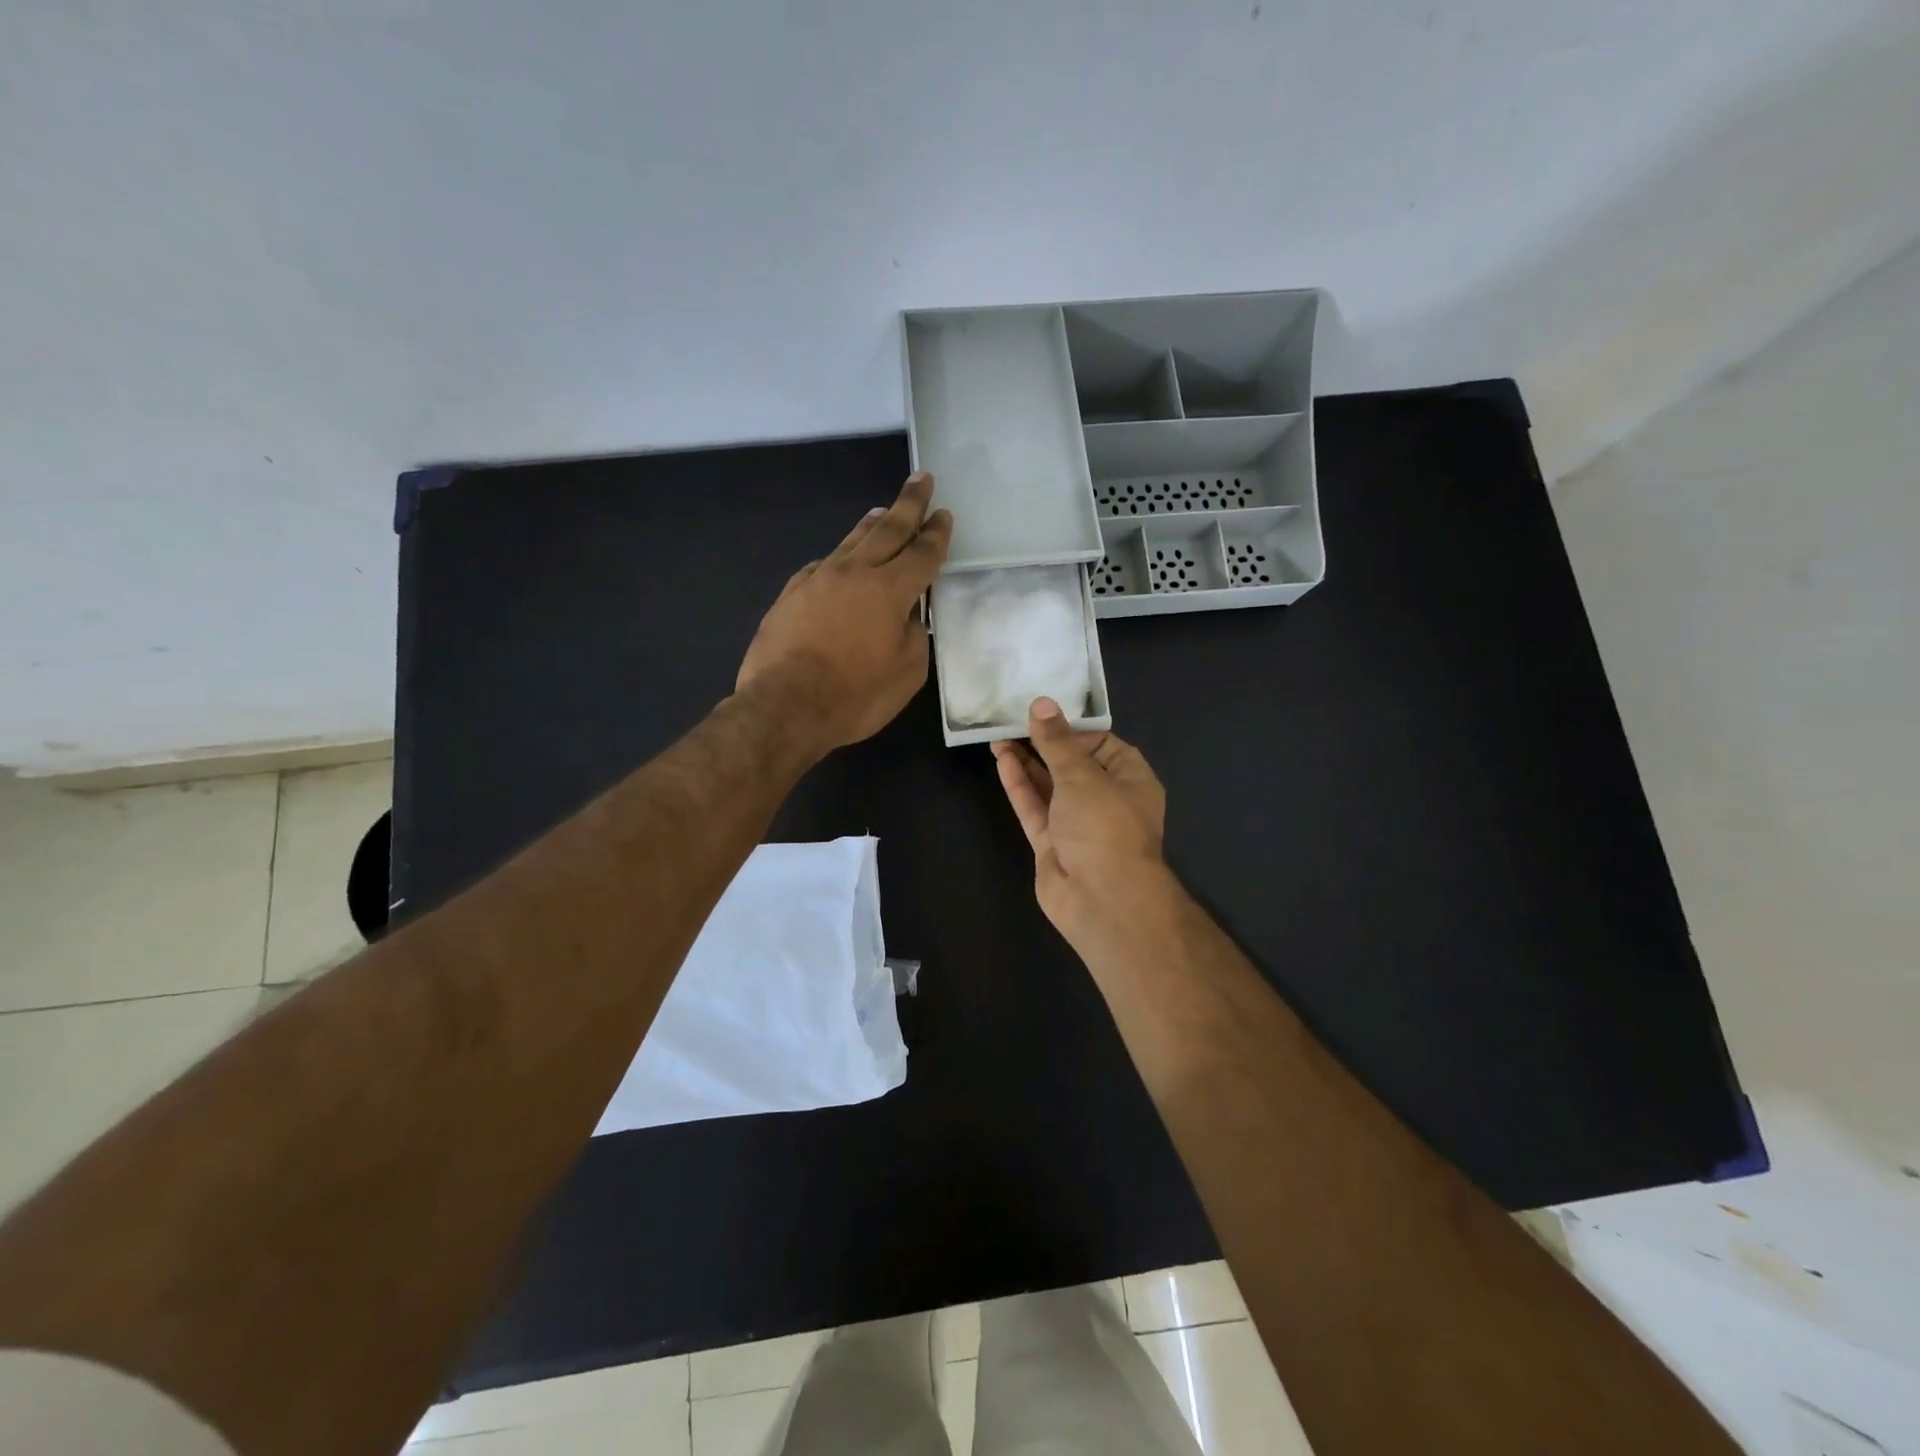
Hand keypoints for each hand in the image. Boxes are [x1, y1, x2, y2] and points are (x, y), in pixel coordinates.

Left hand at [737, 472, 952, 753]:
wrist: (784, 706)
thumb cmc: (855, 696)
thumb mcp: (906, 673)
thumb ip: (914, 635)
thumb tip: (907, 616)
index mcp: (890, 590)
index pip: (922, 554)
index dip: (936, 534)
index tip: (944, 515)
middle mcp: (854, 573)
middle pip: (888, 530)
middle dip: (909, 504)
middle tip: (922, 480)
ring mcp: (818, 579)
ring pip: (851, 541)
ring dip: (873, 523)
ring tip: (884, 510)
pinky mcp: (792, 593)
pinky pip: (824, 564)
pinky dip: (841, 556)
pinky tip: (843, 558)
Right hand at [992, 697, 1167, 944]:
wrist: (1102, 899)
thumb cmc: (1104, 825)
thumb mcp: (1081, 774)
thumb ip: (1056, 742)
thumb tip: (1042, 704)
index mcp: (1131, 779)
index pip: (1102, 744)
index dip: (1073, 729)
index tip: (1044, 714)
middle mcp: (1106, 799)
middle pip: (1072, 765)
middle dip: (1044, 744)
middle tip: (1013, 720)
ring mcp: (1077, 824)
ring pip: (1049, 786)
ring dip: (1026, 763)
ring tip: (998, 736)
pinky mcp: (1052, 844)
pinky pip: (1035, 808)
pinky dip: (1020, 786)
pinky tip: (1002, 761)